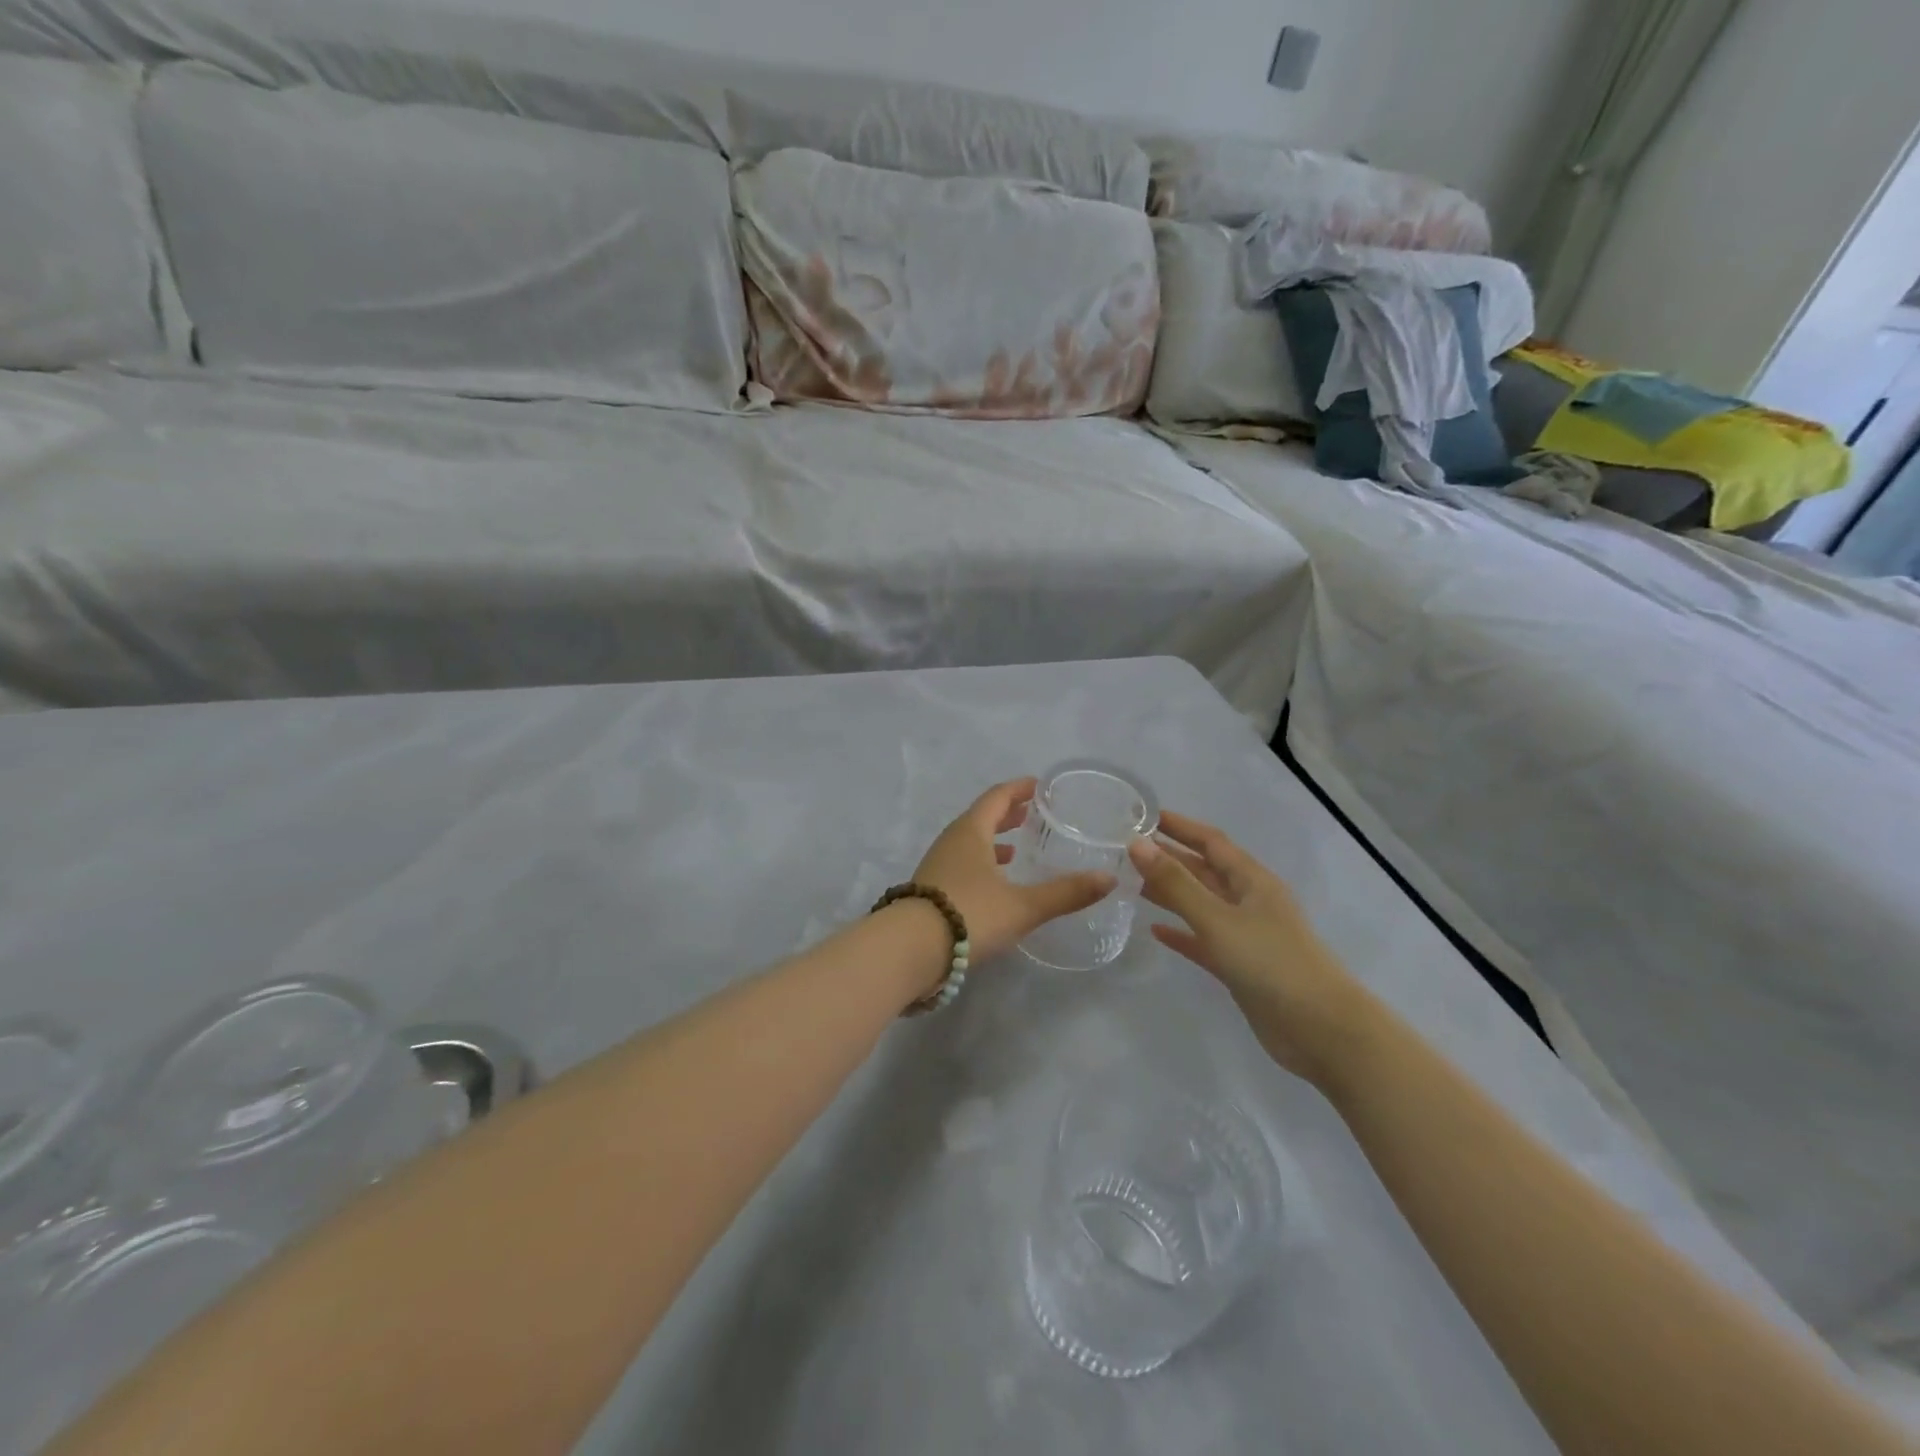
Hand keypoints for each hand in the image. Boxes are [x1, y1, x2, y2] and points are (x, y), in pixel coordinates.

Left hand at [913, 778, 1116, 963]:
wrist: (909, 950)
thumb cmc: (969, 914)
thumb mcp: (1023, 906)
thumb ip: (1066, 893)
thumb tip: (1109, 878)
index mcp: (971, 832)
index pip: (997, 797)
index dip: (1019, 789)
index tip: (1039, 785)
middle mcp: (951, 841)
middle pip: (981, 818)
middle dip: (1007, 814)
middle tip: (1032, 813)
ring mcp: (937, 865)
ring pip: (970, 843)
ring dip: (993, 840)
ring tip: (1016, 849)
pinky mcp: (930, 890)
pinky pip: (961, 864)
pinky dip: (982, 864)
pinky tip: (994, 886)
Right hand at [1129, 811, 1376, 1086]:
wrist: (1321, 1030)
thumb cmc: (1272, 963)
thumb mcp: (1219, 919)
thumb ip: (1176, 884)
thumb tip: (1137, 844)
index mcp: (1251, 881)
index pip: (1210, 841)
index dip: (1178, 826)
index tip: (1141, 816)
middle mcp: (1249, 901)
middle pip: (1203, 871)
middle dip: (1167, 858)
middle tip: (1124, 850)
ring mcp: (1245, 935)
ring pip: (1200, 904)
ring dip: (1169, 893)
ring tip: (1130, 883)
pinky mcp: (1239, 967)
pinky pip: (1203, 941)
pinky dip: (1181, 933)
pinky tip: (1155, 931)